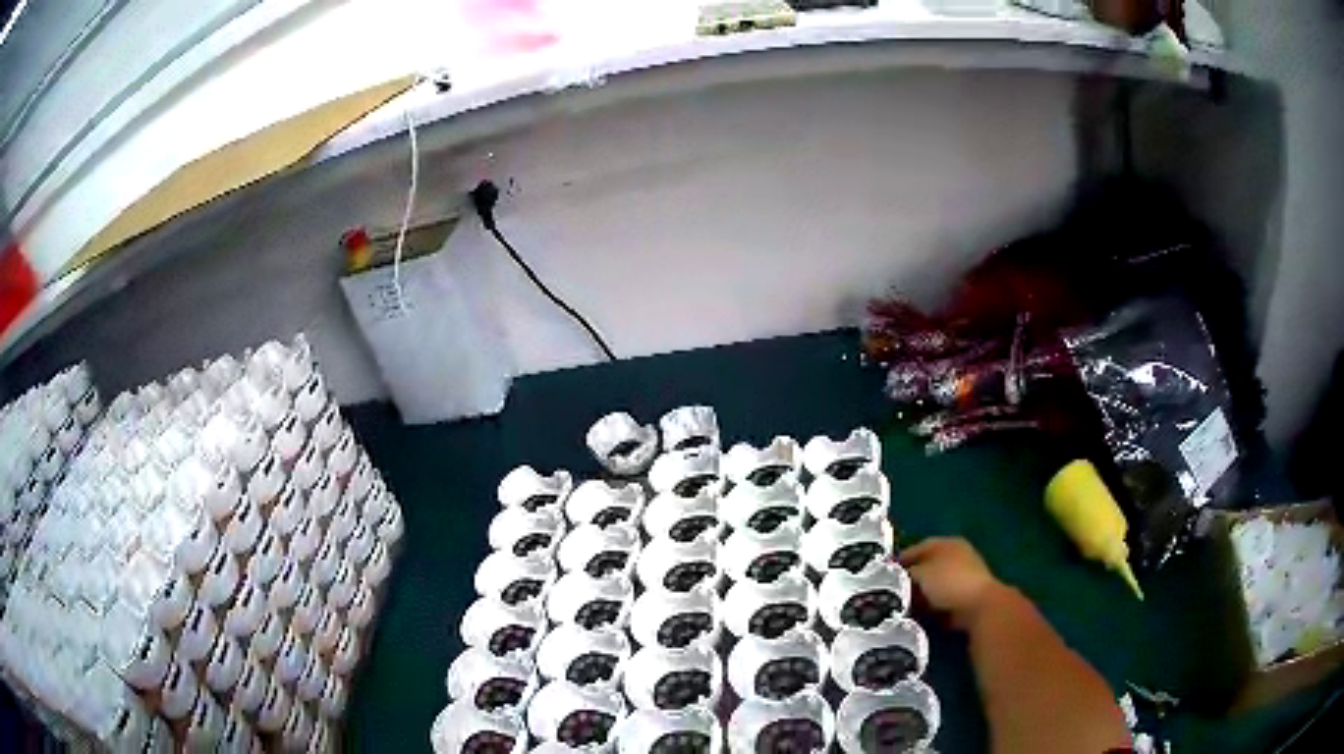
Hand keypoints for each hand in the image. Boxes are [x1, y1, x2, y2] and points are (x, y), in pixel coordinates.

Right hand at [900, 537, 1009, 629]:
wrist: (977, 606)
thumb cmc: (948, 581)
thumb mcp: (921, 573)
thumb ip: (907, 573)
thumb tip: (898, 577)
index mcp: (948, 543)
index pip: (919, 547)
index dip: (902, 558)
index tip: (884, 572)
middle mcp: (956, 557)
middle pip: (926, 567)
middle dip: (910, 579)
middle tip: (891, 591)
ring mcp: (961, 578)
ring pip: (932, 586)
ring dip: (918, 595)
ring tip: (901, 605)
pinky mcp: (962, 598)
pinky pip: (938, 601)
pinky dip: (928, 607)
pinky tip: (916, 615)